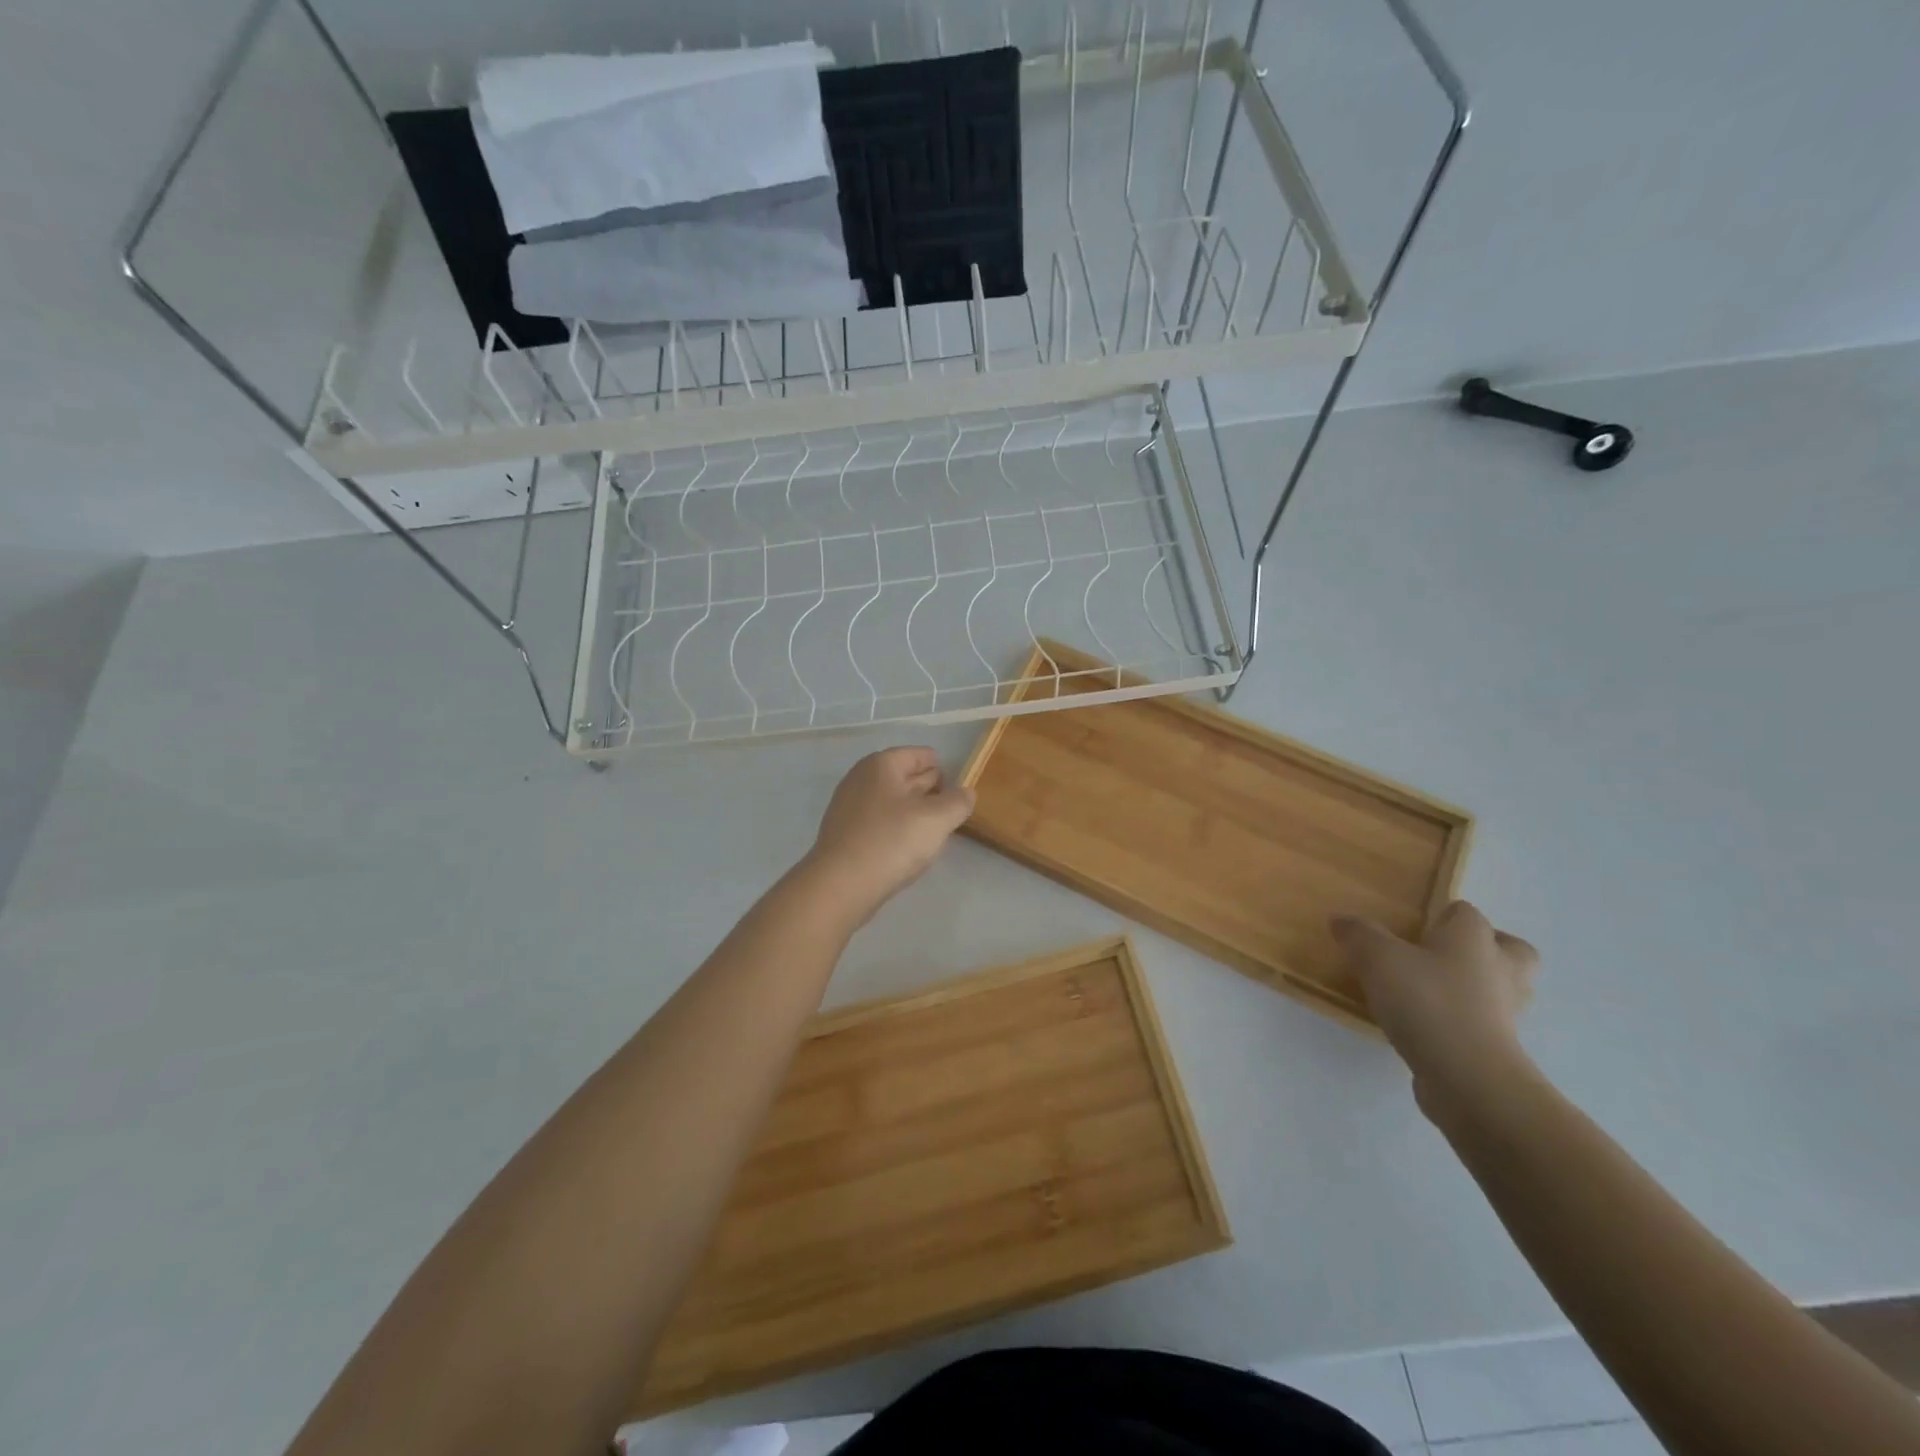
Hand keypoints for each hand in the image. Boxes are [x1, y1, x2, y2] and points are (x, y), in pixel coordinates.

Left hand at [802, 747, 974, 924]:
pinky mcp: (845, 833)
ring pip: (893, 801)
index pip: (922, 755)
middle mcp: (862, 778)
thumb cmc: (891, 842)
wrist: (840, 885)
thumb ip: (958, 801)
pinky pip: (879, 822)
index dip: (946, 772)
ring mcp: (849, 806)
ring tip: (934, 833)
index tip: (961, 795)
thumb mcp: (937, 819)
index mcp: (882, 764)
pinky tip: (908, 849)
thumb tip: (965, 793)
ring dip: (915, 813)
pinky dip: (896, 829)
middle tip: (952, 813)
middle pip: (907, 776)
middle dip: (931, 791)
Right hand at [1331, 901, 1539, 1118]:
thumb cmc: (1427, 1002)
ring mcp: (1506, 1012)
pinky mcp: (1500, 1049)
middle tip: (1443, 956)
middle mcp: (1500, 969)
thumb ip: (1358, 934)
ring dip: (1478, 988)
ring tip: (1434, 992)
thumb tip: (1343, 919)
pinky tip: (1429, 1027)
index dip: (1440, 915)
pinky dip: (1464, 1022)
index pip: (1465, 912)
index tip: (1411, 928)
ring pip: (1502, 989)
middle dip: (1484, 949)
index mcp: (1474, 938)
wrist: (1468, 1078)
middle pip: (1509, 949)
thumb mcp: (1377, 958)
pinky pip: (1485, 1024)